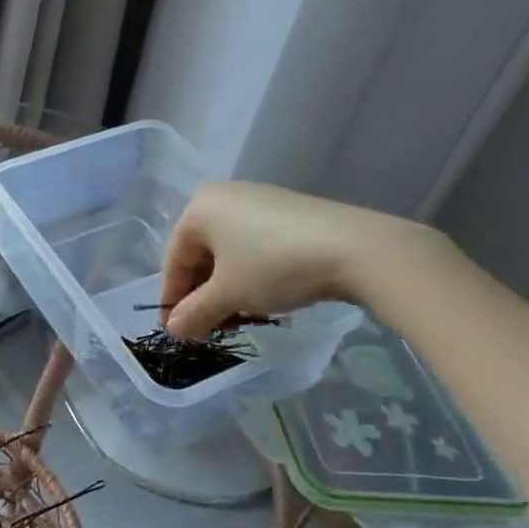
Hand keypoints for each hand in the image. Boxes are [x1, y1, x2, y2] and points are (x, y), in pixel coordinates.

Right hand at [161, 182, 446, 338]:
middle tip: (207, 328)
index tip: (176, 331)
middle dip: (202, 294)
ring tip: (238, 317)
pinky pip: (255, 244)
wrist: (355, 249)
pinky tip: (265, 297)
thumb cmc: (273, 266)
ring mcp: (260, 200)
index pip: (175, 259)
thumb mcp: (229, 295)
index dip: (173, 299)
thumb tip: (173, 330)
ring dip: (227, 288)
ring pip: (230, 251)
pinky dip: (252, 273)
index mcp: (200, 207)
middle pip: (202, 253)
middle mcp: (225, 196)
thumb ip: (195, 312)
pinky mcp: (290, 211)